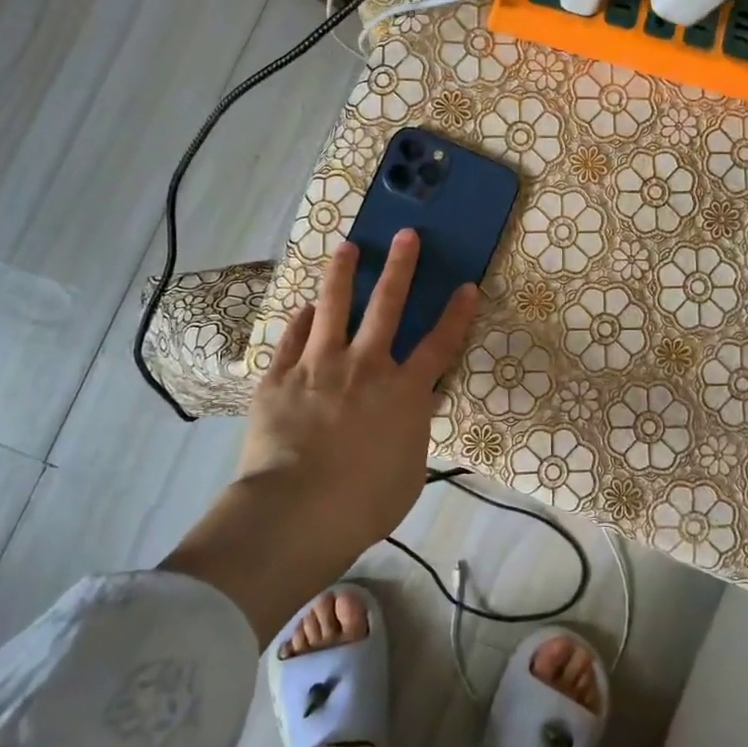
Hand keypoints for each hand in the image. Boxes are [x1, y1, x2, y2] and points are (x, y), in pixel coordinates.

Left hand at [164, 229, 479, 642]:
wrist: (298, 511)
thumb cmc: (364, 503)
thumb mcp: (409, 472)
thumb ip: (413, 432)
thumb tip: (416, 407)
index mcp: (403, 393)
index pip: (439, 346)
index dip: (456, 315)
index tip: (467, 286)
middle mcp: (365, 367)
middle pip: (387, 306)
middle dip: (400, 267)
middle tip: (405, 236)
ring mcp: (319, 366)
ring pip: (334, 307)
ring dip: (342, 274)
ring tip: (347, 248)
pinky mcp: (280, 377)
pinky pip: (292, 338)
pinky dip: (302, 320)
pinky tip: (305, 308)